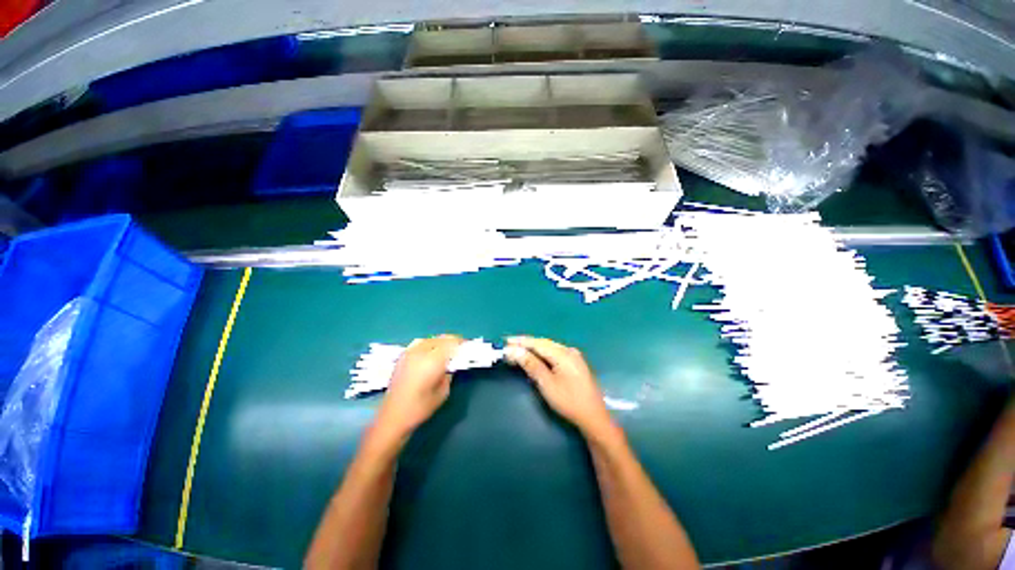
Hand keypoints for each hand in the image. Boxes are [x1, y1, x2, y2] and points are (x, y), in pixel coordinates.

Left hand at [372, 335, 463, 443]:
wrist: (392, 417)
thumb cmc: (421, 408)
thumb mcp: (443, 392)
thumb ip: (449, 373)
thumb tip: (452, 363)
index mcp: (433, 361)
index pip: (451, 344)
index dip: (461, 343)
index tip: (468, 346)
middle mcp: (421, 352)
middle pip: (441, 339)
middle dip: (452, 341)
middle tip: (461, 347)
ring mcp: (410, 353)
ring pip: (430, 339)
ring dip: (441, 341)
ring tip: (448, 348)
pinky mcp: (403, 357)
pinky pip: (420, 343)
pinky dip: (429, 343)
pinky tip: (432, 350)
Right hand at [505, 336, 613, 435]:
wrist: (593, 417)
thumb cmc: (569, 402)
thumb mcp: (547, 384)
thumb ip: (531, 365)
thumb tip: (514, 351)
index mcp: (563, 353)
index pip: (537, 343)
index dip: (521, 342)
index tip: (505, 341)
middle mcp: (568, 350)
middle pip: (543, 343)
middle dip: (525, 344)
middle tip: (508, 346)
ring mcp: (573, 356)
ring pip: (548, 347)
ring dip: (533, 348)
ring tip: (518, 350)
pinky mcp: (574, 363)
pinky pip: (554, 353)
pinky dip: (542, 354)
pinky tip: (535, 356)